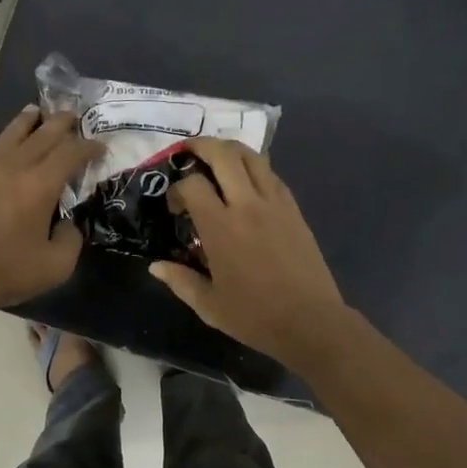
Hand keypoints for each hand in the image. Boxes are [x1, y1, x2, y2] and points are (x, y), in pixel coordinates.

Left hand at [0, 107, 101, 314]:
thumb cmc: (7, 271)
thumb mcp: (56, 265)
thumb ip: (70, 240)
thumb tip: (68, 225)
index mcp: (40, 185)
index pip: (70, 153)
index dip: (89, 147)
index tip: (101, 147)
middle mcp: (14, 169)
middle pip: (41, 136)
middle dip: (61, 123)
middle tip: (73, 114)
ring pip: (8, 137)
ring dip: (24, 122)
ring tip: (35, 110)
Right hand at [150, 137, 349, 367]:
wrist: (310, 321)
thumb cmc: (255, 316)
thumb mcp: (209, 306)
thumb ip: (180, 281)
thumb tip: (156, 266)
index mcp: (220, 227)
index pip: (192, 184)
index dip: (177, 188)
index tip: (175, 207)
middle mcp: (247, 205)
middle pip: (224, 155)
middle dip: (202, 146)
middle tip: (189, 151)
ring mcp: (275, 203)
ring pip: (253, 157)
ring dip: (231, 149)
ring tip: (218, 157)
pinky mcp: (294, 209)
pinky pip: (272, 175)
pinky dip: (255, 168)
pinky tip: (248, 181)